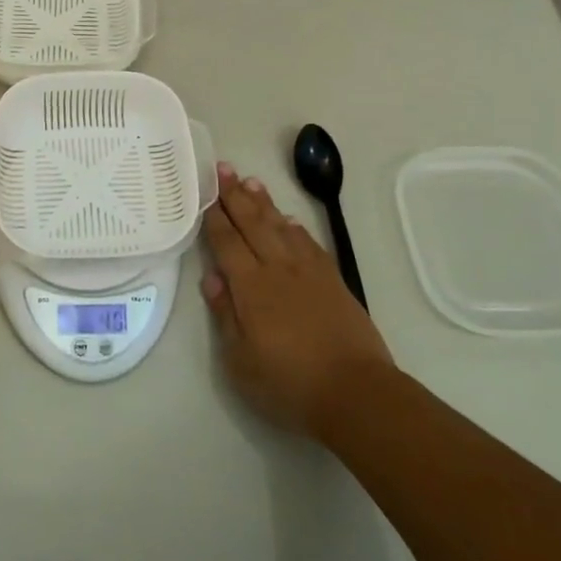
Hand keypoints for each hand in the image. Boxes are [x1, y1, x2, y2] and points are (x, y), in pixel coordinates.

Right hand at [200, 164, 394, 441]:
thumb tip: (211, 277)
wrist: (356, 392)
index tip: (205, 192)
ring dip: (263, 203)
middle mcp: (277, 269)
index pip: (226, 242)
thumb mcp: (241, 361)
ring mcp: (308, 272)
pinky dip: (294, 226)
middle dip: (235, 195)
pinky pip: (308, 242)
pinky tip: (287, 219)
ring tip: (250, 181)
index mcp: (250, 287)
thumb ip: (224, 315)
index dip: (214, 216)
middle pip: (252, 224)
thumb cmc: (289, 383)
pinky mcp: (333, 280)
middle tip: (223, 168)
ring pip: (280, 226)